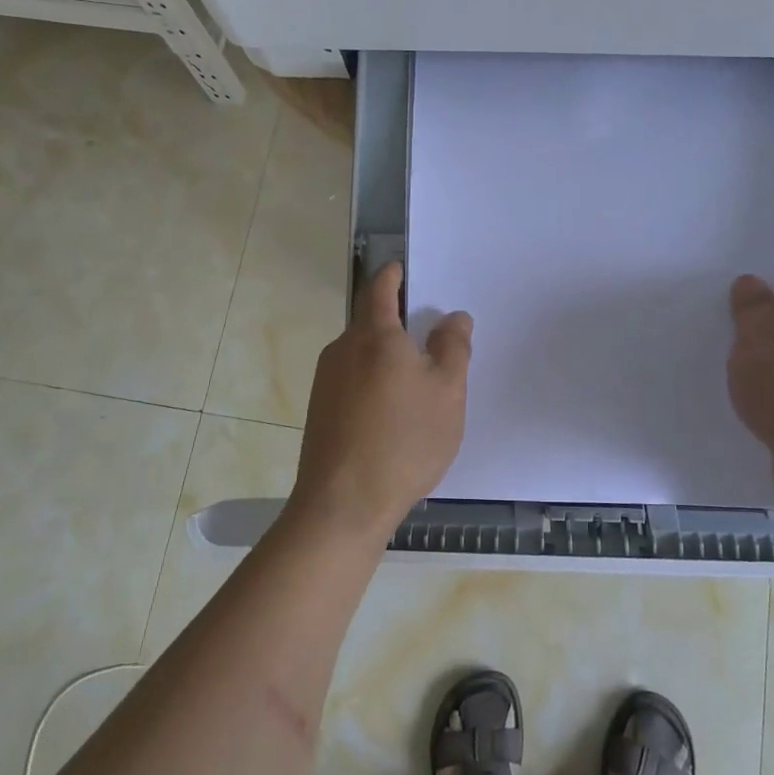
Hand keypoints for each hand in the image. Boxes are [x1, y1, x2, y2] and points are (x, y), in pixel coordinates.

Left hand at [289, 263, 472, 544]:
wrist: (343, 504)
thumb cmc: (404, 440)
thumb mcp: (447, 392)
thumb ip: (453, 348)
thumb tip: (454, 317)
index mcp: (373, 336)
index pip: (380, 289)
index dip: (393, 276)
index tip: (403, 271)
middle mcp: (342, 350)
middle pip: (370, 323)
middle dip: (397, 323)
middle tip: (429, 338)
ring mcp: (326, 381)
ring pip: (361, 355)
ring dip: (386, 357)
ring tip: (417, 383)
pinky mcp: (320, 411)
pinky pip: (352, 381)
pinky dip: (373, 382)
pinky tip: (392, 413)